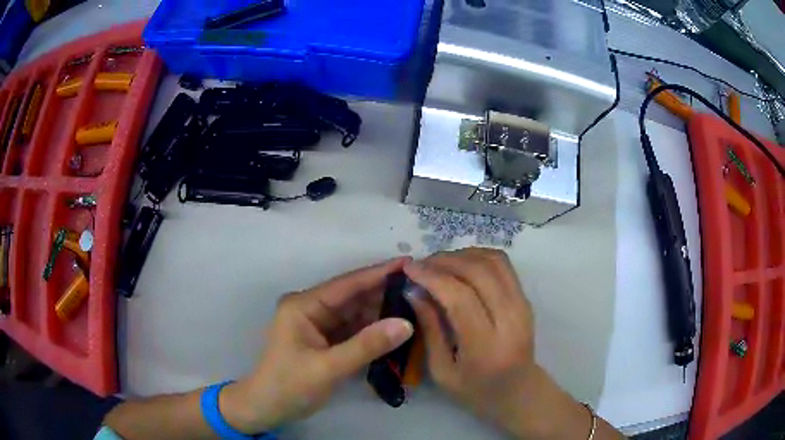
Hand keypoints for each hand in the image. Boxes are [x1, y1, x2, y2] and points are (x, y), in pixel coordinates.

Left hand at [221, 257, 414, 433]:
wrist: (267, 408)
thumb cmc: (289, 385)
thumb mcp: (328, 367)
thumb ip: (367, 345)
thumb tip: (405, 324)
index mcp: (304, 305)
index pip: (347, 284)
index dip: (379, 273)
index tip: (410, 263)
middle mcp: (311, 308)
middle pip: (353, 297)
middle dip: (384, 292)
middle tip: (421, 287)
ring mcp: (318, 324)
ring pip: (356, 313)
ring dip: (381, 312)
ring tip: (416, 305)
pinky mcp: (324, 340)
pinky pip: (353, 329)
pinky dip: (373, 330)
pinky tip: (395, 327)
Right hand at [403, 248, 538, 433]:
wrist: (518, 391)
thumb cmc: (476, 390)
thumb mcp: (442, 371)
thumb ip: (430, 329)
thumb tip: (413, 291)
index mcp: (487, 346)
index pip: (460, 297)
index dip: (432, 277)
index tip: (409, 268)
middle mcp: (510, 319)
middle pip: (478, 272)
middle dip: (444, 261)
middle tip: (421, 264)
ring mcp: (522, 305)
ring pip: (493, 261)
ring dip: (462, 255)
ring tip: (438, 263)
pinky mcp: (525, 298)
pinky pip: (503, 265)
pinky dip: (479, 256)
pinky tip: (460, 264)